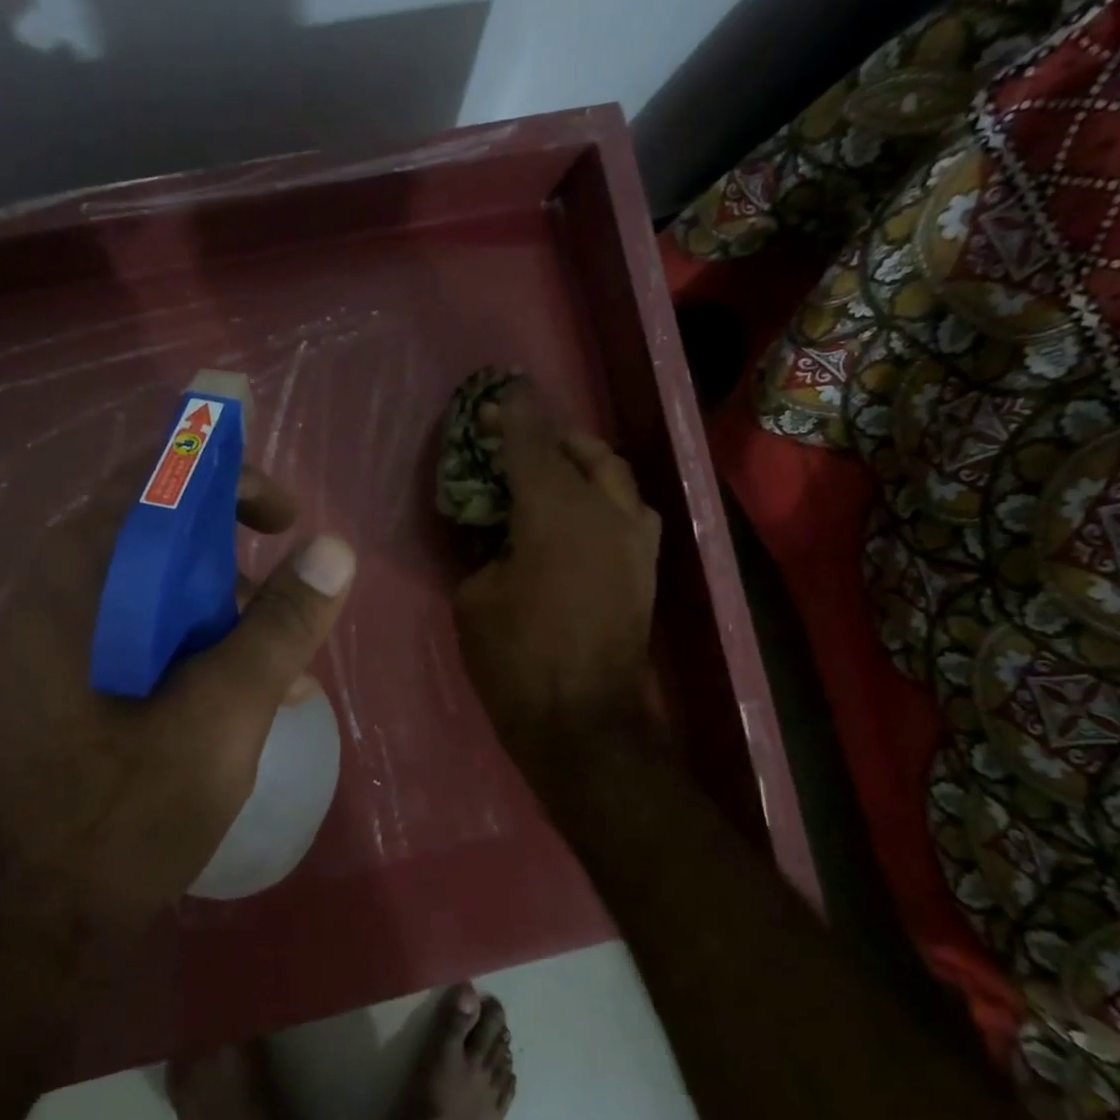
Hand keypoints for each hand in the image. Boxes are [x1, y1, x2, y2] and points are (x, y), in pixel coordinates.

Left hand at [0, 464, 355, 964]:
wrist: (34, 928)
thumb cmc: (125, 815)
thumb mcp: (222, 715)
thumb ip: (279, 627)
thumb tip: (335, 550)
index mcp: (76, 584)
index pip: (149, 483)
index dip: (224, 478)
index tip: (286, 516)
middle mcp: (55, 600)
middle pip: (153, 538)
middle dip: (231, 560)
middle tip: (283, 600)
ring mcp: (56, 649)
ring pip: (152, 595)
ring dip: (220, 615)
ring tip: (278, 670)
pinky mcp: (69, 690)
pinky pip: (140, 641)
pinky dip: (195, 652)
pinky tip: (241, 700)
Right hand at [453, 383, 662, 759]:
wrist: (583, 722)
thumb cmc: (516, 661)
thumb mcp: (474, 599)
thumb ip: (483, 550)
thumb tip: (495, 534)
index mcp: (555, 513)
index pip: (530, 445)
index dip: (510, 417)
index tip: (496, 396)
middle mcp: (605, 513)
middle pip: (582, 451)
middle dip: (548, 435)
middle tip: (516, 435)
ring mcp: (634, 540)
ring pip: (615, 476)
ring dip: (582, 461)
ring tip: (552, 468)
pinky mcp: (645, 568)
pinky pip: (627, 509)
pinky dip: (602, 495)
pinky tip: (580, 512)